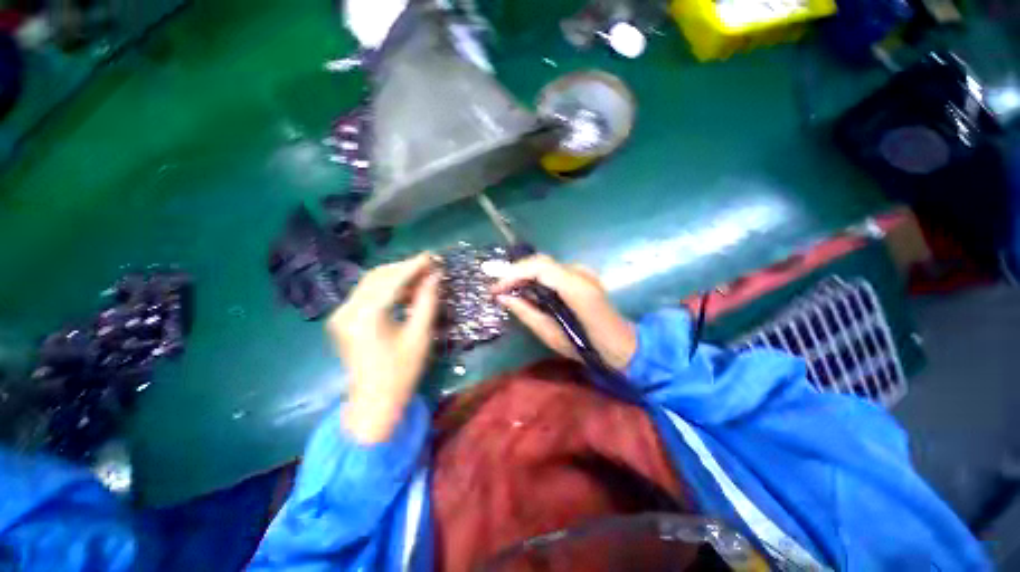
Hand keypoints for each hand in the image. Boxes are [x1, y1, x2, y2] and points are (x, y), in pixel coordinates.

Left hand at [327, 253, 439, 443]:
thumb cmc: (402, 371)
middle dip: (405, 268)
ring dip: (397, 277)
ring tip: (421, 277)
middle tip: (429, 266)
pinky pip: (366, 295)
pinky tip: (405, 291)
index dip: (414, 266)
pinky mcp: (342, 320)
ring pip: (371, 283)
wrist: (374, 402)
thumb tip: (435, 276)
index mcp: (366, 316)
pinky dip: (387, 289)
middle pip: (378, 277)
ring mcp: (340, 315)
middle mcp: (347, 310)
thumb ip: (427, 301)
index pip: (392, 280)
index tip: (433, 256)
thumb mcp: (420, 335)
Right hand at [491, 254, 636, 370]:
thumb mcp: (551, 335)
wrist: (621, 345)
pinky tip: (528, 290)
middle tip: (498, 289)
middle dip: (515, 272)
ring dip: (525, 275)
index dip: (513, 274)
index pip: (539, 267)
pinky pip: (553, 271)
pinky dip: (536, 278)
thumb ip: (526, 312)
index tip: (495, 289)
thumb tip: (503, 298)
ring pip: (546, 265)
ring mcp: (583, 272)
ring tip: (508, 290)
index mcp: (576, 288)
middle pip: (541, 261)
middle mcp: (580, 273)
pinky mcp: (582, 276)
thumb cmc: (587, 347)